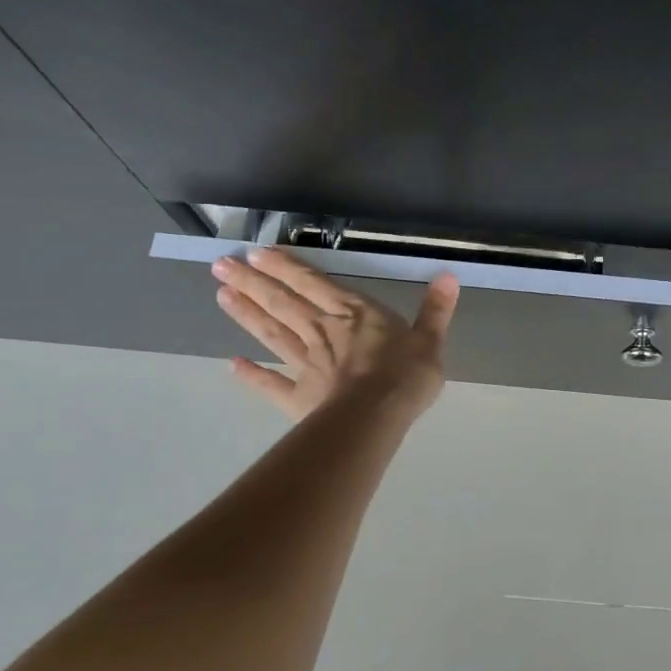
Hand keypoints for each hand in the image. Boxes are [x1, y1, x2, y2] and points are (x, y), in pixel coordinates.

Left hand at [212, 248, 459, 421]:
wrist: (376, 418)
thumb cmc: (405, 376)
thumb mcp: (430, 340)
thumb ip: (435, 310)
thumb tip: (449, 275)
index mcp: (354, 314)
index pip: (314, 284)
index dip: (286, 267)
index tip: (256, 252)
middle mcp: (323, 332)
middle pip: (283, 303)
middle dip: (252, 282)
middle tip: (221, 265)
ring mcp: (307, 364)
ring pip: (272, 334)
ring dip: (246, 315)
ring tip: (221, 295)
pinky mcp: (299, 397)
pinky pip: (271, 384)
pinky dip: (251, 376)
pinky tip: (232, 365)